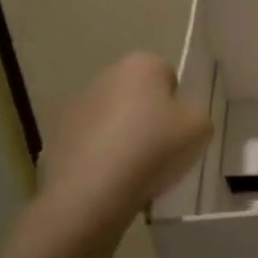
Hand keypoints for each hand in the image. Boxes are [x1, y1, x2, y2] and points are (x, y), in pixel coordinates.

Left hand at [36, 53, 212, 227]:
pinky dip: (101, 160)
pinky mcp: (57, 139)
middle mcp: (104, 77)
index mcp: (140, 64)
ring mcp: (75, 108)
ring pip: (113, 122)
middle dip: (148, 120)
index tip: (179, 131)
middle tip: (162, 152)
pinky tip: (111, 183)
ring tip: (136, 174)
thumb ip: (196, 115)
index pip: (168, 77)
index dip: (177, 105)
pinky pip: (91, 147)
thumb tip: (178, 119)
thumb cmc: (153, 148)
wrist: (92, 192)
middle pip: (138, 98)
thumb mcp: (200, 128)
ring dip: (123, 139)